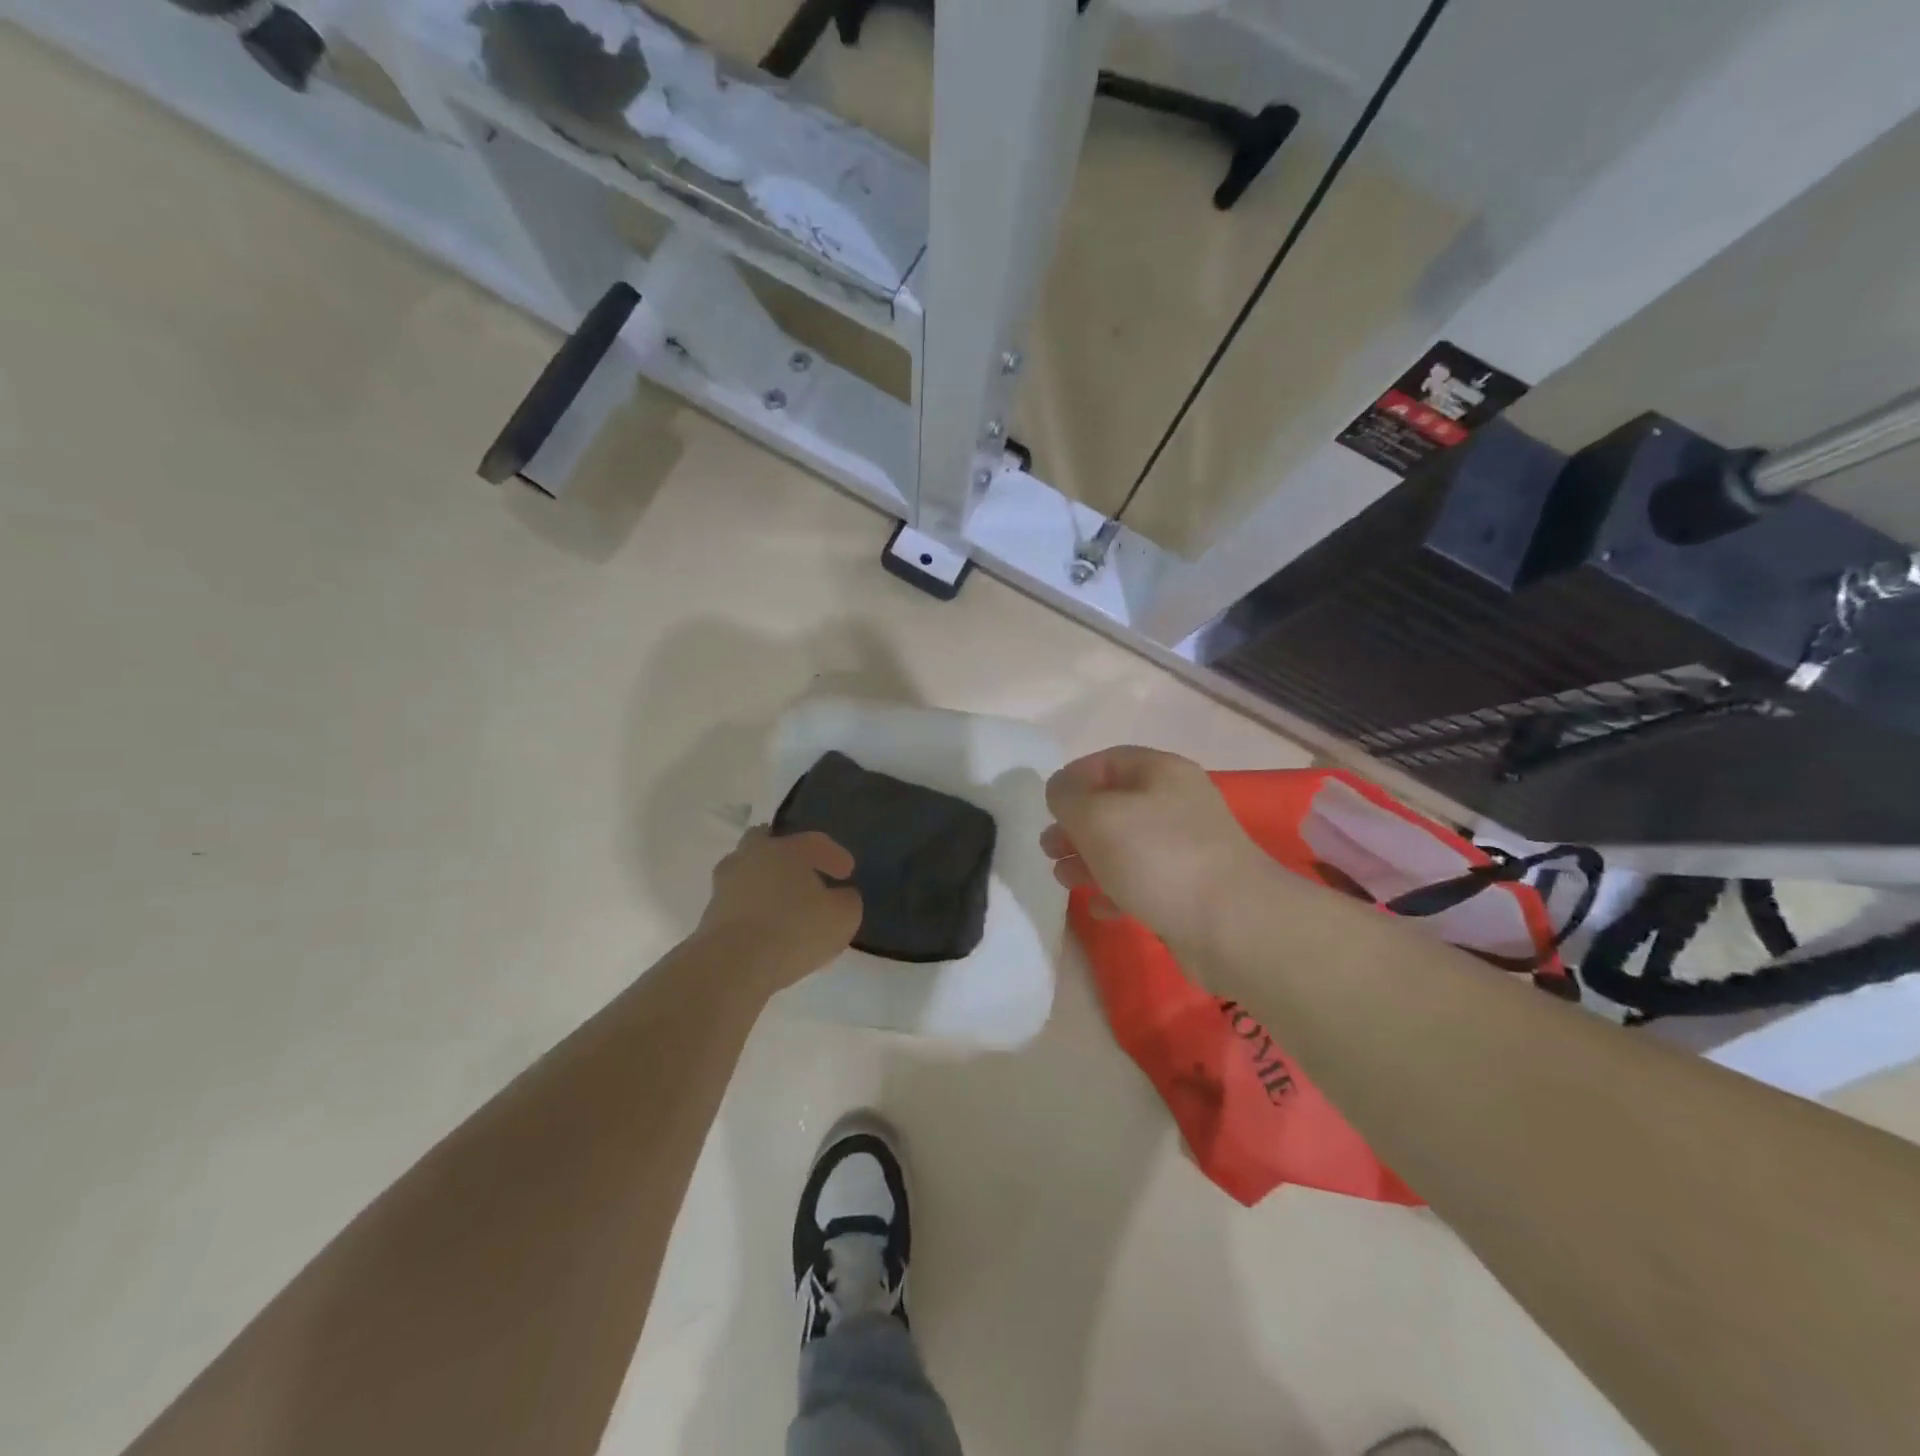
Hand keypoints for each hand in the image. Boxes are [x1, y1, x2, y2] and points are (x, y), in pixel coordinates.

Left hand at [695, 827, 861, 989]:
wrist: (730, 966)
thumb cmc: (793, 930)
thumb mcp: (842, 917)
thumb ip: (847, 900)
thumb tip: (842, 896)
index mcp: (785, 849)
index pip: (814, 841)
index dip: (834, 855)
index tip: (847, 873)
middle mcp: (751, 857)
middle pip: (765, 841)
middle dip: (785, 854)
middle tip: (804, 873)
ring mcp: (725, 885)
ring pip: (748, 872)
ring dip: (765, 883)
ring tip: (785, 907)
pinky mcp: (710, 915)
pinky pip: (738, 903)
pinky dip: (753, 910)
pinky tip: (769, 931)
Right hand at [1041, 746, 1269, 947]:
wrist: (1232, 925)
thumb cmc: (1157, 857)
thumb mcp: (1097, 816)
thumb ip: (1068, 797)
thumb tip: (1061, 793)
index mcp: (1161, 772)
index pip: (1107, 761)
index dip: (1072, 780)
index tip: (1047, 808)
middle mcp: (1176, 802)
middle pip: (1114, 805)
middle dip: (1076, 826)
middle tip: (1049, 849)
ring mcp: (1186, 847)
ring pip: (1125, 845)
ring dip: (1089, 860)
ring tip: (1065, 880)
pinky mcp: (1189, 888)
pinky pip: (1143, 880)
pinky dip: (1116, 889)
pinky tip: (1101, 908)